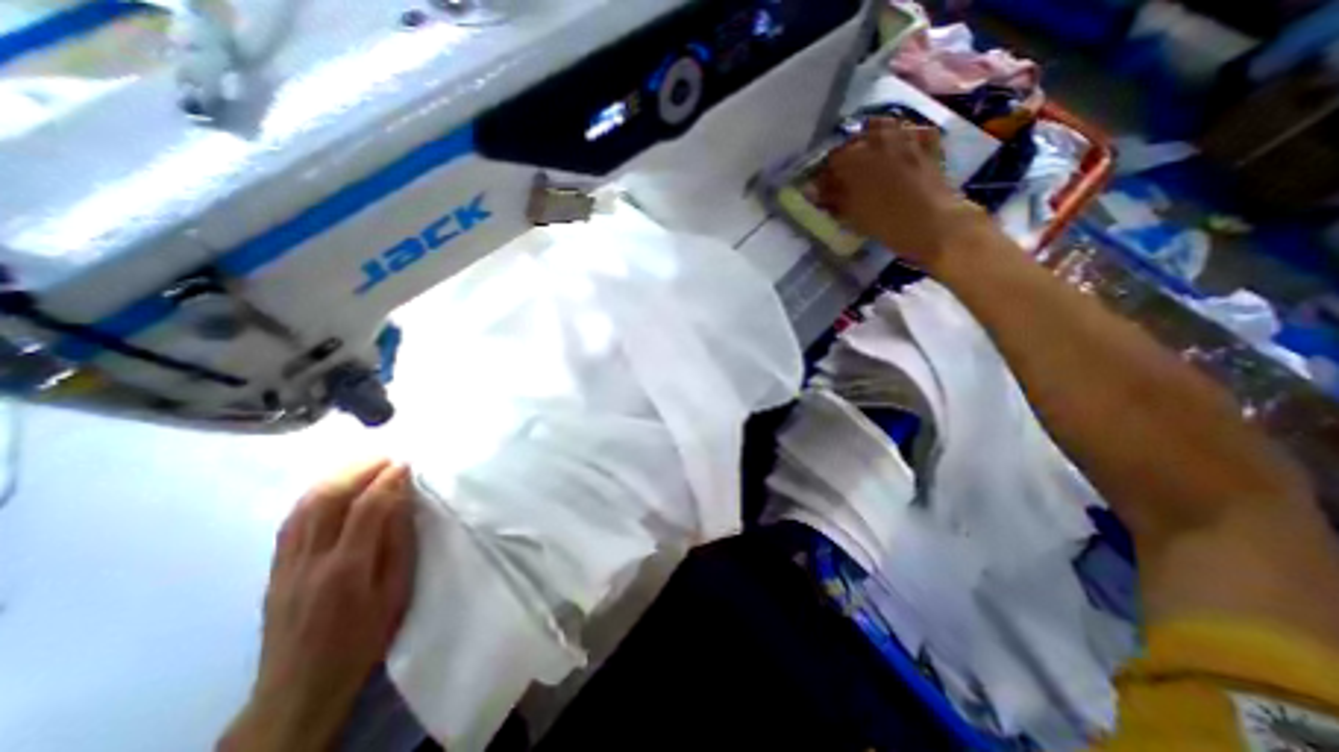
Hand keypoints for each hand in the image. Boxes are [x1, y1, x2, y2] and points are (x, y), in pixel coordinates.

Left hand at [216, 460, 416, 750]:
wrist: (300, 687)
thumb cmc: (364, 638)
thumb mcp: (396, 591)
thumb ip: (398, 543)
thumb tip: (403, 501)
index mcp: (347, 568)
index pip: (367, 507)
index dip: (388, 480)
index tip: (407, 463)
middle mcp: (311, 560)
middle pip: (329, 499)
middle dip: (360, 469)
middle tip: (387, 457)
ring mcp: (286, 564)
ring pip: (305, 505)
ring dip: (336, 477)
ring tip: (363, 464)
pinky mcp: (275, 569)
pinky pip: (291, 521)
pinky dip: (314, 495)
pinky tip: (331, 488)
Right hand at [810, 117, 985, 268]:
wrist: (930, 222)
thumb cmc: (884, 221)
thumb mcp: (851, 213)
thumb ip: (831, 197)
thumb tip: (813, 190)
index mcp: (854, 158)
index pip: (832, 158)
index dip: (827, 172)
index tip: (825, 186)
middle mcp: (878, 140)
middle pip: (857, 137)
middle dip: (850, 152)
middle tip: (847, 172)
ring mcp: (906, 137)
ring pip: (885, 126)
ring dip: (874, 137)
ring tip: (872, 154)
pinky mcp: (928, 143)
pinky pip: (914, 131)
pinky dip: (905, 136)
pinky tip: (903, 149)